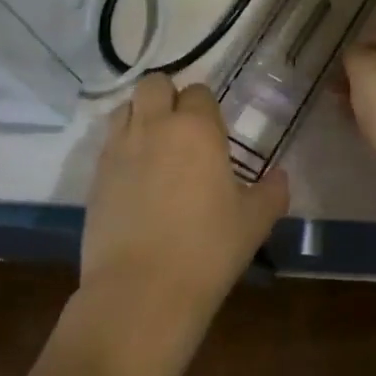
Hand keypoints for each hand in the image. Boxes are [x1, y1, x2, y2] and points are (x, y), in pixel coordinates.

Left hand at [81, 76, 287, 342]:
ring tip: (154, 147)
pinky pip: (108, 141)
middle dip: (167, 96)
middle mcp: (155, 126)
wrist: (141, 292)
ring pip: (125, 107)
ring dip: (140, 115)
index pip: (199, 92)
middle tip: (181, 130)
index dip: (206, 108)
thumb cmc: (207, 251)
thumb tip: (280, 176)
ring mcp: (119, 148)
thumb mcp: (254, 222)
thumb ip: (271, 192)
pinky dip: (122, 146)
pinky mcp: (95, 174)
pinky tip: (134, 176)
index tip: (213, 134)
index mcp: (197, 128)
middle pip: (154, 84)